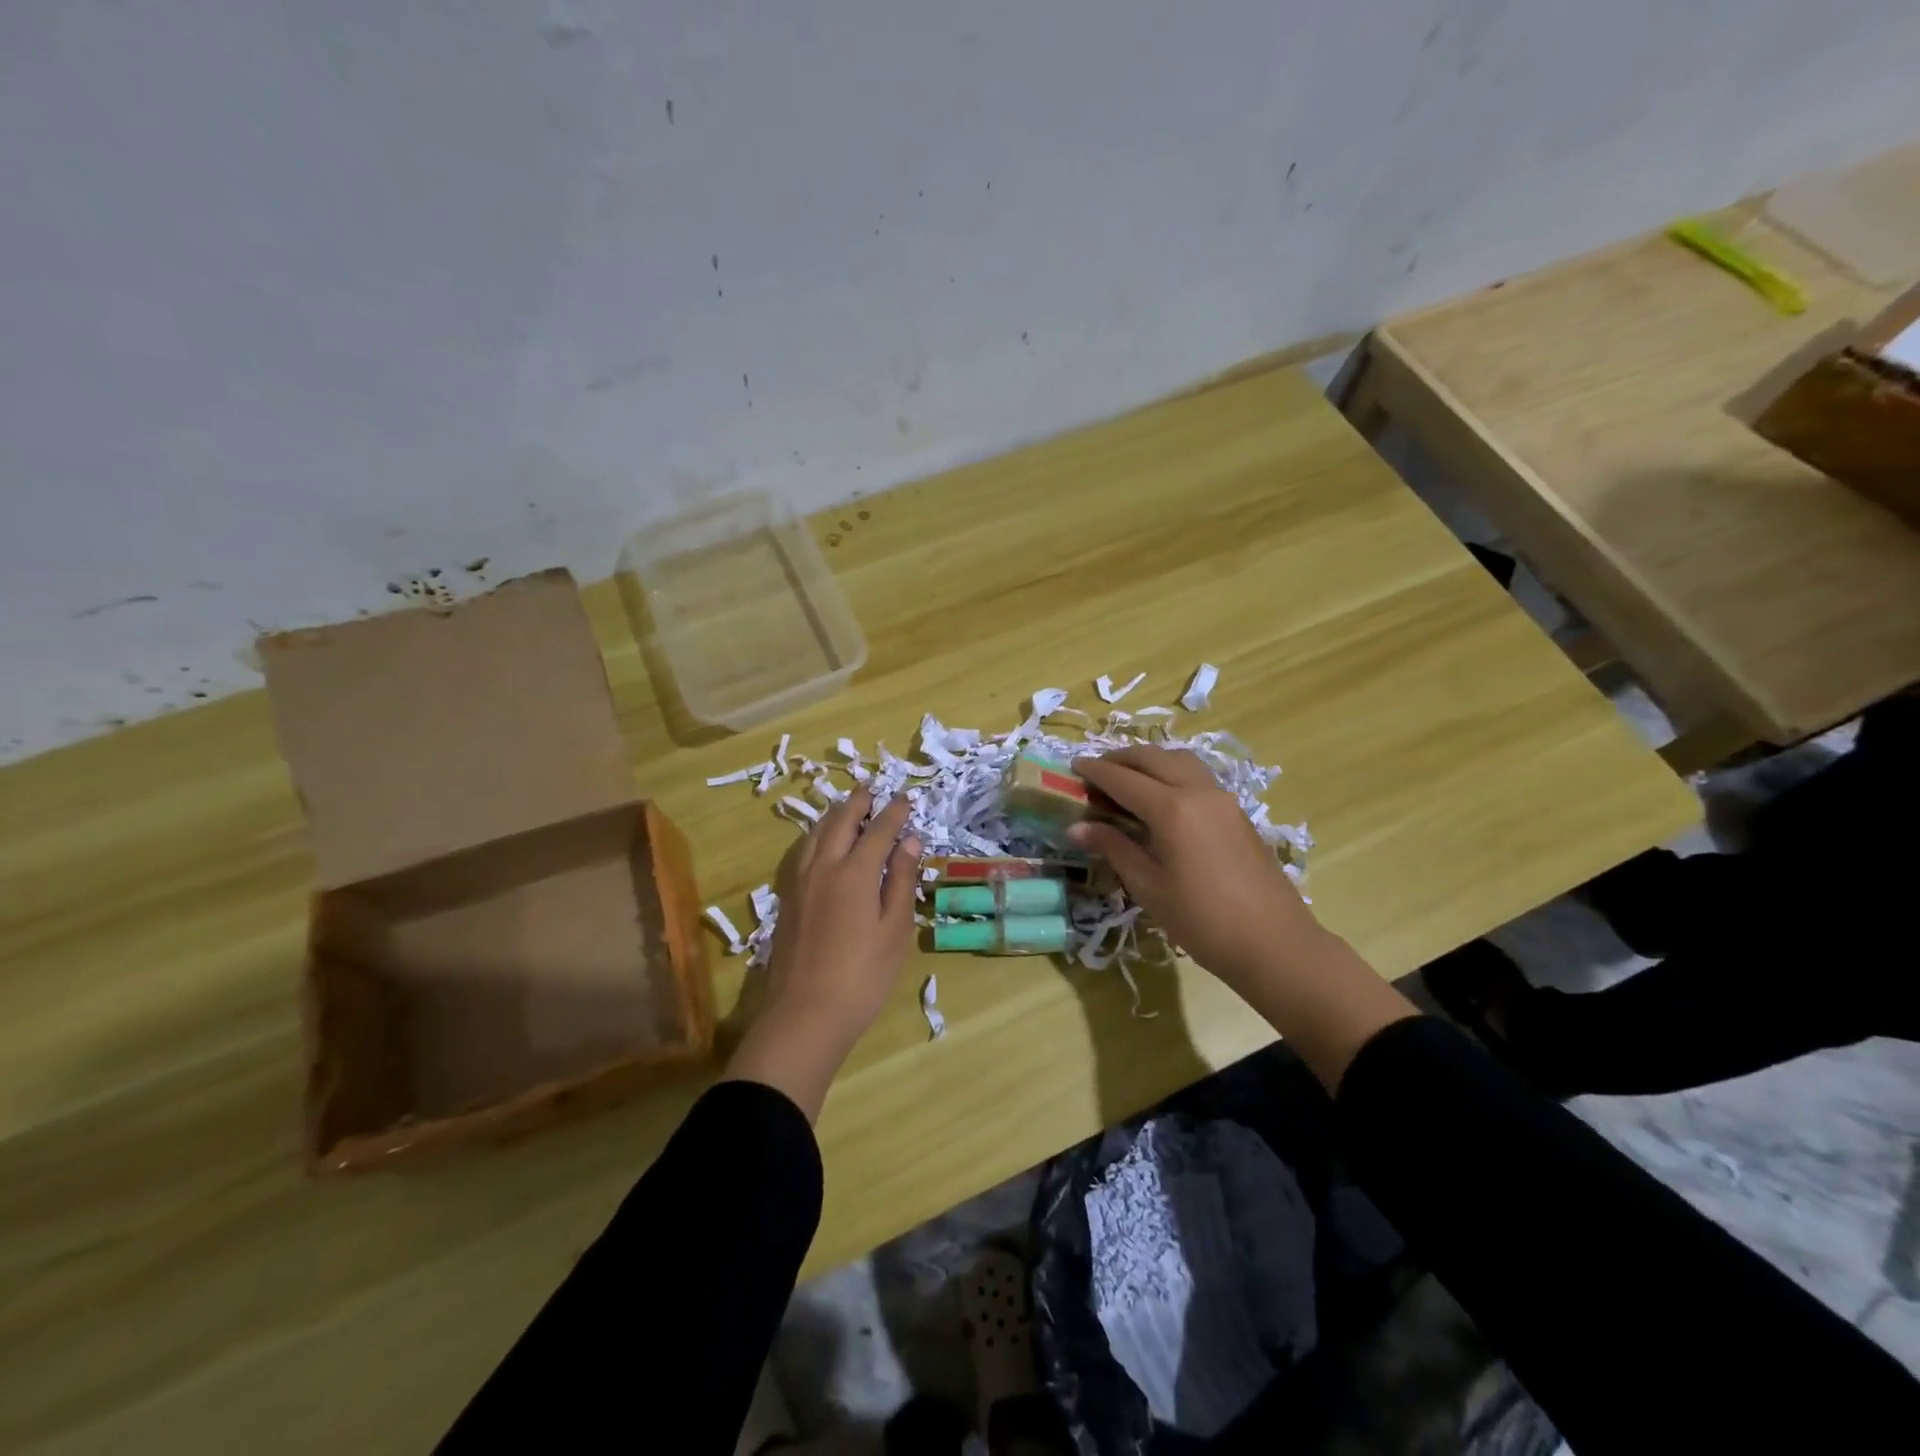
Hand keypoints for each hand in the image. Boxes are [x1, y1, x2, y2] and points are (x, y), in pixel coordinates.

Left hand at [723, 789, 921, 1119]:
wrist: (805, 1014)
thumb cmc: (863, 975)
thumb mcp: (895, 929)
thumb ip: (902, 880)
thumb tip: (910, 840)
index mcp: (856, 872)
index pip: (879, 830)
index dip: (894, 812)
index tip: (905, 798)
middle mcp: (825, 867)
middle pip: (841, 822)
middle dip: (859, 802)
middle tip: (872, 789)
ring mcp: (800, 882)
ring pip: (817, 834)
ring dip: (835, 815)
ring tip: (847, 808)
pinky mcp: (788, 898)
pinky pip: (803, 851)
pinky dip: (817, 835)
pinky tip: (822, 843)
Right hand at [1069, 746, 1323, 992]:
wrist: (1274, 942)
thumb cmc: (1202, 920)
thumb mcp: (1149, 887)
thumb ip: (1114, 848)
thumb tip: (1077, 827)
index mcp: (1172, 808)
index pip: (1123, 778)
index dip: (1095, 771)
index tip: (1072, 766)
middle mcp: (1198, 791)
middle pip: (1153, 758)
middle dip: (1121, 759)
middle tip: (1095, 771)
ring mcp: (1223, 798)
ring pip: (1179, 760)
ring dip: (1149, 761)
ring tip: (1127, 779)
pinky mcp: (1237, 811)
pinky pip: (1197, 775)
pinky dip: (1171, 772)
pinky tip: (1161, 797)